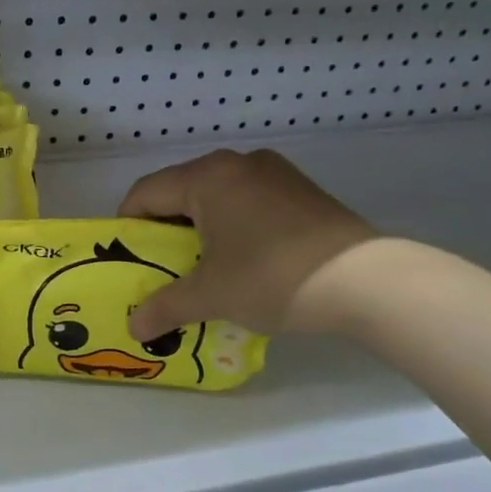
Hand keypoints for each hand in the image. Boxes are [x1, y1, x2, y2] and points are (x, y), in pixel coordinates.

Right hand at [120, 149, 378, 338]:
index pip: (146, 192)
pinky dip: (233, 226)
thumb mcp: (210, 296)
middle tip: (161, 268)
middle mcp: (239, 162)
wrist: (365, 281)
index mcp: (208, 177)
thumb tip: (134, 329)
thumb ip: (164, 307)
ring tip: (202, 268)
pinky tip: (243, 260)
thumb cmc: (271, 278)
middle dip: (165, 230)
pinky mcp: (301, 191)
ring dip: (200, 229)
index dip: (127, 226)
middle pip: (181, 191)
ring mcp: (275, 173)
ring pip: (217, 196)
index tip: (125, 259)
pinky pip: (249, 202)